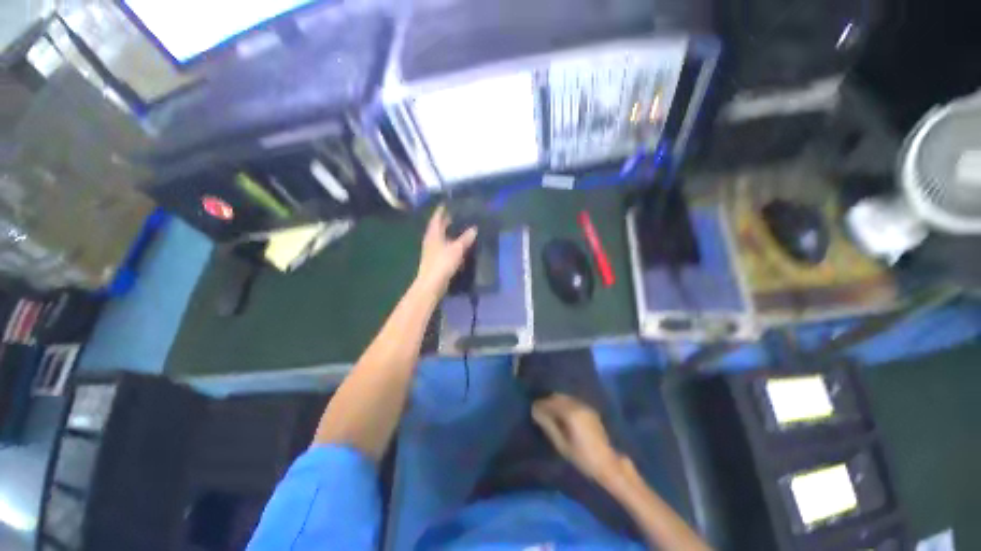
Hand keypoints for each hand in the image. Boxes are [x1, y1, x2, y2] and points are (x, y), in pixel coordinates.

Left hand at [415, 205, 477, 295]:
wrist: (432, 284)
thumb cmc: (442, 263)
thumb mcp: (457, 249)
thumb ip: (466, 238)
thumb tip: (474, 228)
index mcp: (433, 233)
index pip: (437, 217)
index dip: (442, 209)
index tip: (449, 202)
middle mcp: (431, 239)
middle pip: (438, 226)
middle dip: (447, 220)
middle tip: (459, 213)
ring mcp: (432, 249)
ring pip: (441, 236)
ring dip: (449, 231)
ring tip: (460, 226)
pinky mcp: (435, 259)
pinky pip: (444, 246)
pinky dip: (450, 242)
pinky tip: (458, 244)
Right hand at [532, 394, 626, 481]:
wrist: (608, 464)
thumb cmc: (582, 458)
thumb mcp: (561, 444)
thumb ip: (548, 425)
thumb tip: (536, 412)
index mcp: (570, 412)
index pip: (550, 403)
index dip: (539, 405)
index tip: (532, 410)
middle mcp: (578, 405)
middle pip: (558, 397)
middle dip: (547, 402)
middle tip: (539, 411)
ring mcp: (585, 406)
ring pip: (565, 398)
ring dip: (556, 402)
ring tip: (549, 413)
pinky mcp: (590, 410)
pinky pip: (572, 402)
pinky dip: (564, 405)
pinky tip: (562, 415)